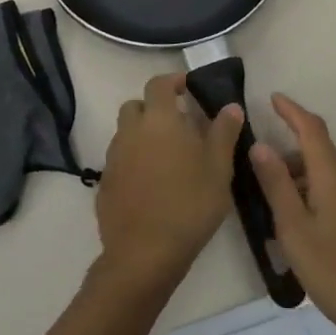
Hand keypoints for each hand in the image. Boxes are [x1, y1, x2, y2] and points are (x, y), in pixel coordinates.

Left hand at [95, 73, 243, 292]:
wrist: (145, 252)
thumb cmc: (190, 204)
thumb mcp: (219, 168)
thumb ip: (224, 132)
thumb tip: (231, 106)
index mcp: (159, 120)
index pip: (158, 84)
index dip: (172, 81)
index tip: (187, 88)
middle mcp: (130, 131)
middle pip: (135, 106)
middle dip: (153, 108)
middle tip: (177, 124)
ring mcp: (114, 158)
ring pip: (125, 133)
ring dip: (142, 135)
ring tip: (166, 156)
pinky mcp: (105, 183)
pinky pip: (119, 160)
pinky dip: (133, 161)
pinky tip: (150, 183)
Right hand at [251, 94, 335, 334]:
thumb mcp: (295, 230)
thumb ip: (276, 185)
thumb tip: (260, 145)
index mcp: (335, 175)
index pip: (311, 128)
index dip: (291, 111)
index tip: (273, 98)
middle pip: (318, 155)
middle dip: (288, 160)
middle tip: (259, 185)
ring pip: (329, 178)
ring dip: (302, 185)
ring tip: (278, 218)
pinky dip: (319, 200)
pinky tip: (307, 234)